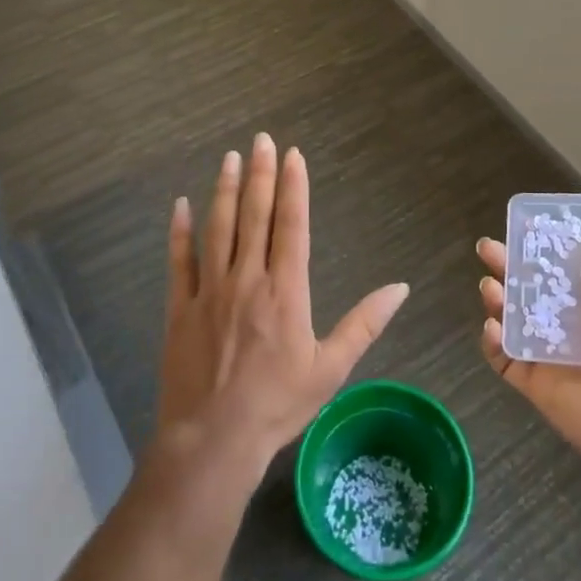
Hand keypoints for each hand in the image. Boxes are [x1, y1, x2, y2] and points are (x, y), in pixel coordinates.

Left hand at [156, 133, 410, 478]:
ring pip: (218, 227)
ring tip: (229, 157)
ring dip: (223, 189)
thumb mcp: (331, 368)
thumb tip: (400, 287)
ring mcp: (210, 290)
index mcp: (285, 290)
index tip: (292, 155)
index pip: (291, 225)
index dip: (293, 186)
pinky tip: (180, 204)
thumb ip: (365, 323)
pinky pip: (179, 261)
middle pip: (254, 214)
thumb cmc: (277, 405)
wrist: (213, 441)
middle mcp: (247, 278)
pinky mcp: (180, 308)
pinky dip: (180, 231)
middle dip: (260, 174)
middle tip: (261, 139)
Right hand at [478, 224, 580, 487]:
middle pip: (533, 289)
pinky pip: (506, 359)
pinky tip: (492, 324)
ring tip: (488, 284)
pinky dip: (493, 341)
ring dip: (498, 299)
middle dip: (509, 266)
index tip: (524, 226)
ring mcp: (552, 356)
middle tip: (487, 248)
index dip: (545, 248)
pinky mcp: (536, 384)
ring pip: (514, 320)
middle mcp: (574, 327)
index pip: (566, 271)